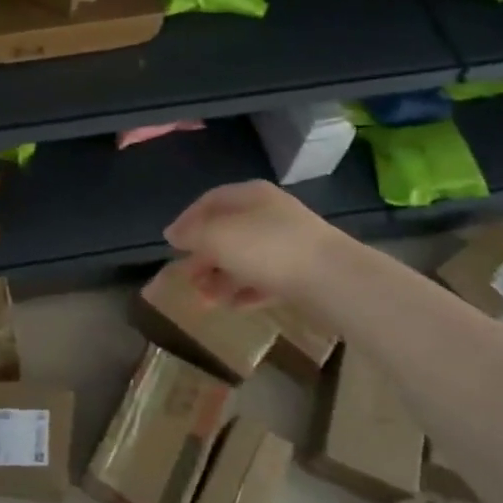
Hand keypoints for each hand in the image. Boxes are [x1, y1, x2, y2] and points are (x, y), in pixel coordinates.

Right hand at [164, 180, 335, 307]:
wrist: (333, 279)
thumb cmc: (268, 248)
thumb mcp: (218, 237)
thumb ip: (192, 234)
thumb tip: (172, 233)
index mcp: (250, 195)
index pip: (210, 201)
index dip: (187, 220)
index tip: (170, 244)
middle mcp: (269, 213)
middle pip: (227, 231)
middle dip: (203, 256)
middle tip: (187, 279)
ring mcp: (288, 243)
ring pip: (245, 257)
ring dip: (221, 278)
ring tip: (205, 301)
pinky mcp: (301, 271)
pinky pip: (265, 278)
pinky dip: (246, 290)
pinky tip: (233, 306)